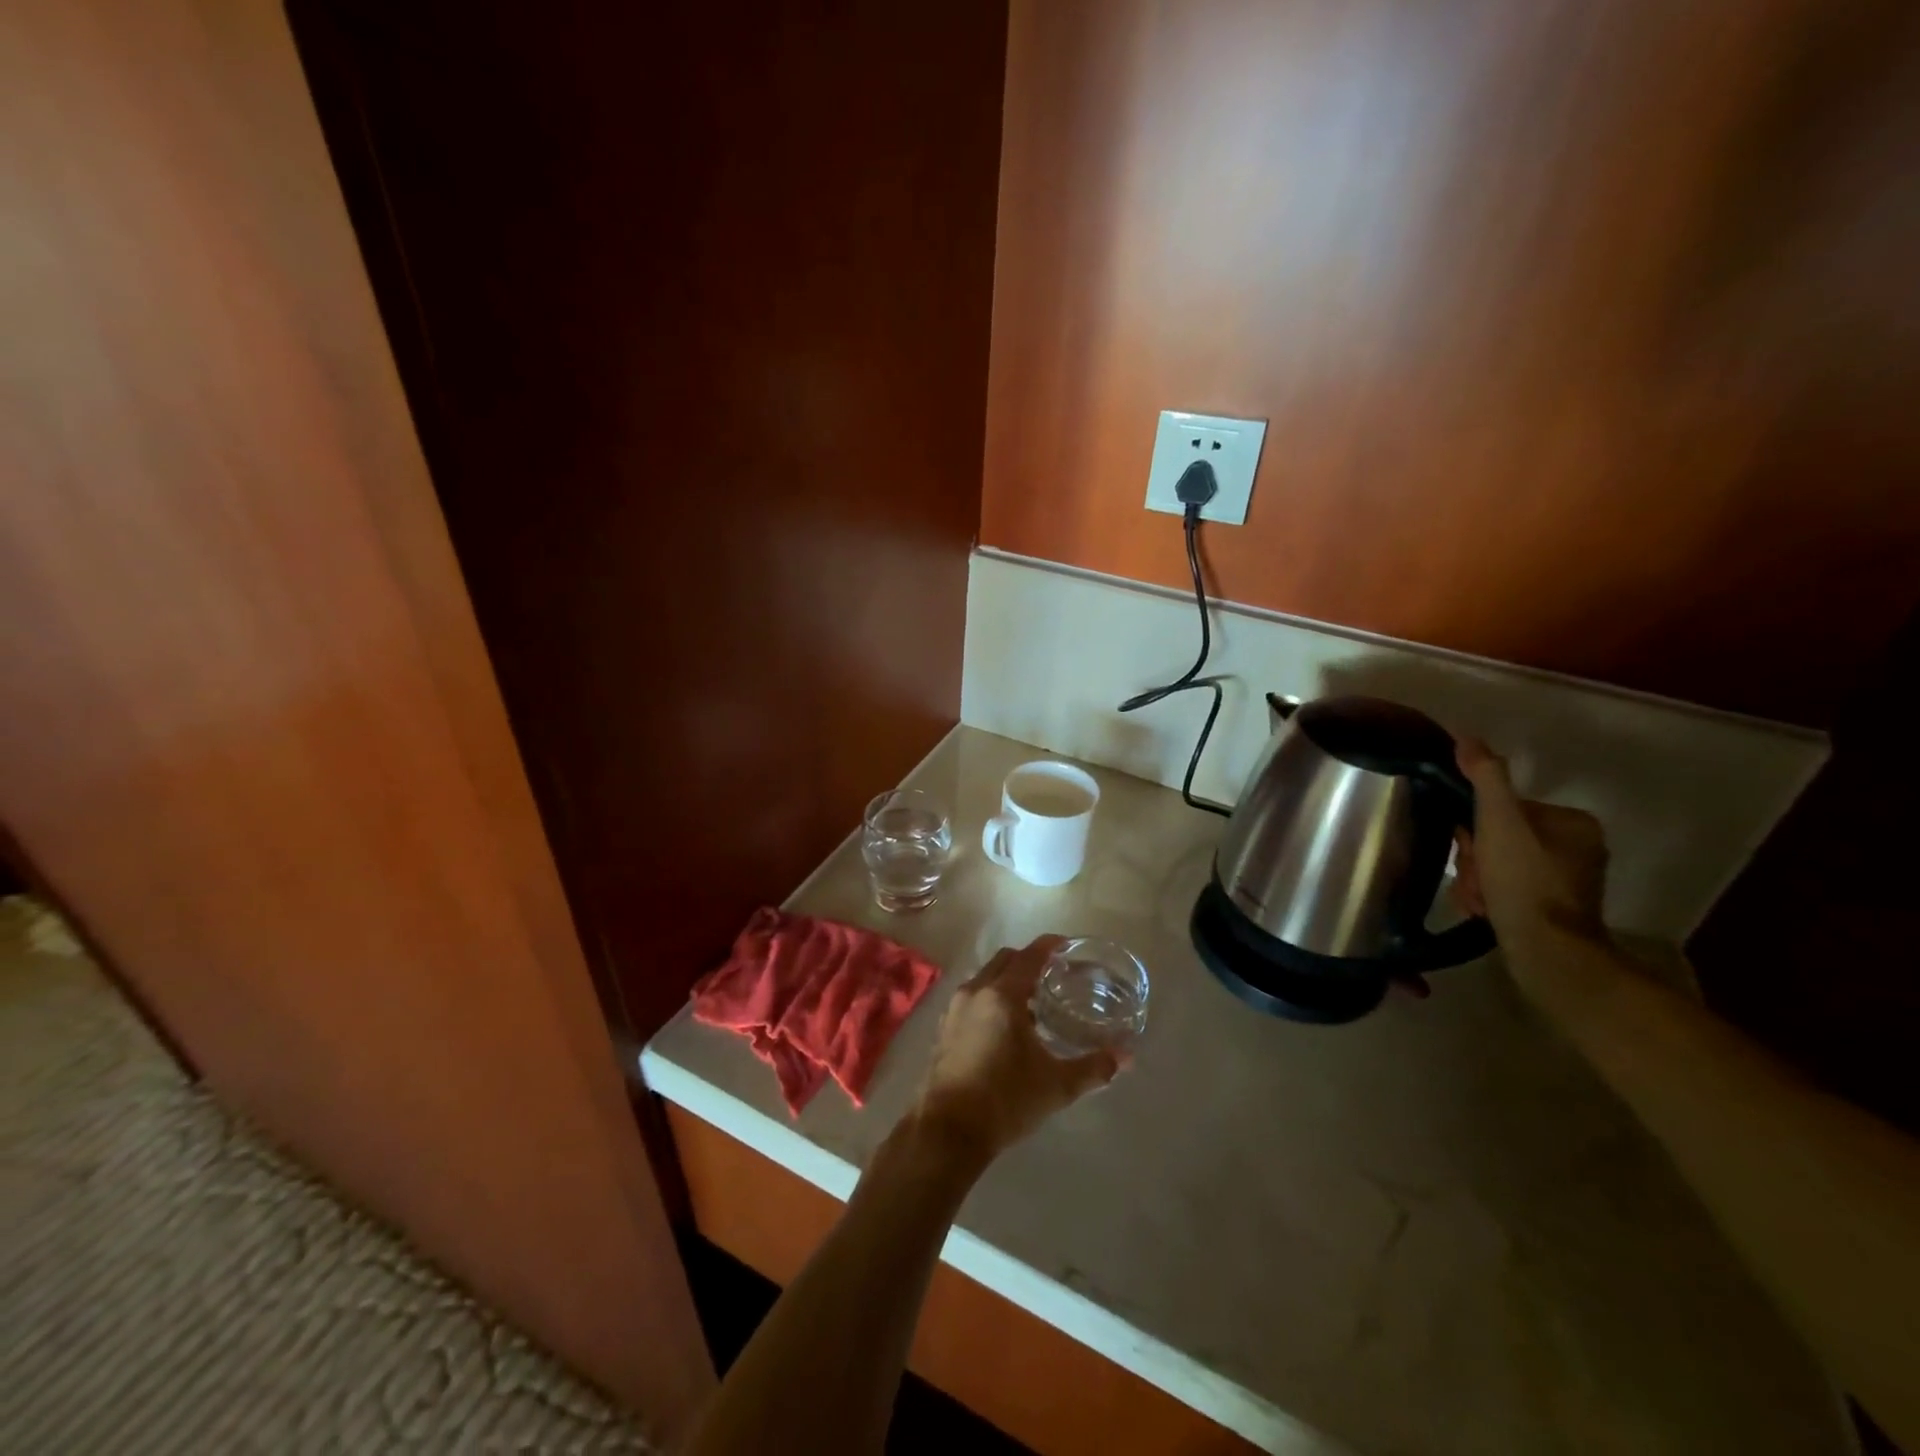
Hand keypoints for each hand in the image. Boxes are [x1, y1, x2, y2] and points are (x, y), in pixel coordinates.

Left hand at [911, 936, 1119, 1162]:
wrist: (948, 1130)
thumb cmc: (1006, 1100)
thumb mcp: (1057, 1085)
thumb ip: (1093, 1068)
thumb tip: (1125, 1057)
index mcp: (1003, 996)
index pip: (1030, 956)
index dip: (1049, 946)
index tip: (1066, 945)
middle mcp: (975, 992)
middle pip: (1005, 960)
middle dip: (1028, 960)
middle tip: (1053, 975)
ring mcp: (954, 1009)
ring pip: (985, 978)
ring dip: (1008, 981)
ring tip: (1033, 1004)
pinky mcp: (943, 1028)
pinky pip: (972, 998)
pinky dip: (990, 999)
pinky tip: (1006, 1028)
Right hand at [1454, 738, 1609, 948]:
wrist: (1549, 955)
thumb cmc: (1525, 883)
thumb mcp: (1499, 822)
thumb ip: (1485, 778)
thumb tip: (1467, 737)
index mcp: (1571, 823)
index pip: (1503, 809)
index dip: (1475, 828)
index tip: (1468, 848)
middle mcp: (1576, 847)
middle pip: (1498, 838)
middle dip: (1475, 859)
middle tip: (1473, 879)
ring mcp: (1566, 880)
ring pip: (1497, 865)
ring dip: (1475, 880)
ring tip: (1478, 900)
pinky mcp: (1552, 908)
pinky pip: (1506, 889)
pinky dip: (1488, 897)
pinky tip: (1483, 910)